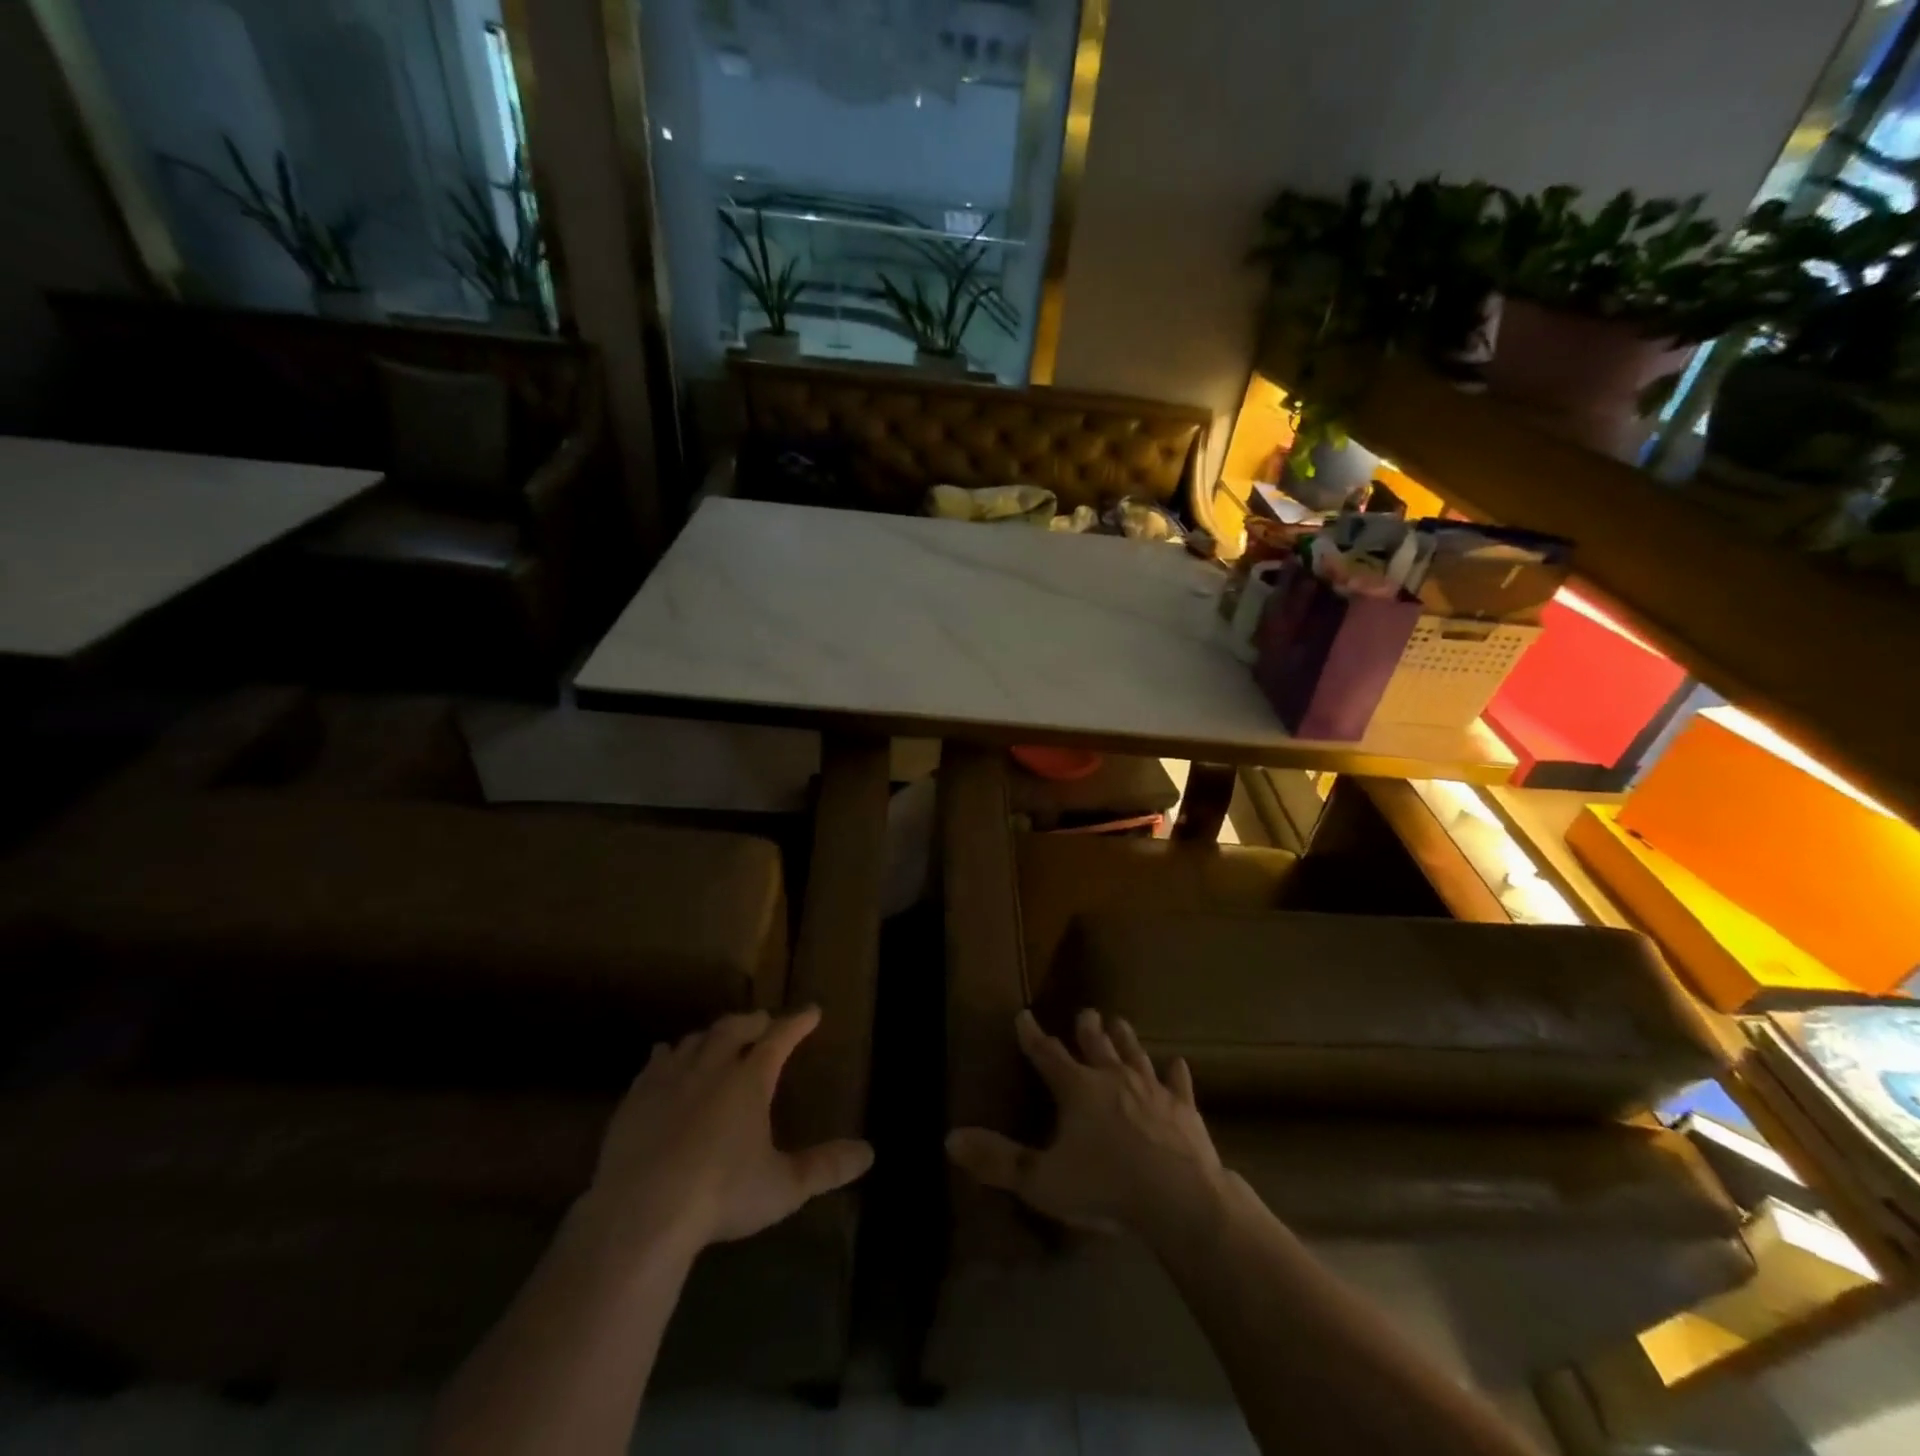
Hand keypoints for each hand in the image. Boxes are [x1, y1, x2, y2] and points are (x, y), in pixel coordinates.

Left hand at [583, 1007, 873, 1251]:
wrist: (641, 1213)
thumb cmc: (721, 1195)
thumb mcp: (783, 1187)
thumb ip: (825, 1167)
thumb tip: (869, 1153)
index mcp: (750, 1080)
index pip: (780, 1038)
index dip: (798, 1023)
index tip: (811, 1011)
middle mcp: (712, 1067)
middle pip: (734, 1029)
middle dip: (753, 1021)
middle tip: (763, 1021)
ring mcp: (670, 1080)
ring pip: (695, 1041)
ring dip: (712, 1034)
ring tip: (719, 1037)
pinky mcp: (636, 1099)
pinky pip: (655, 1062)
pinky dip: (667, 1054)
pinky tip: (665, 1055)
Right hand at [946, 1008, 1226, 1237]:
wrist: (1179, 1199)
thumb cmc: (1105, 1187)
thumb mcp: (1041, 1180)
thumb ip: (997, 1159)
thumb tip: (950, 1138)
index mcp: (1077, 1089)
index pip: (1047, 1055)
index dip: (1033, 1036)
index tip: (1023, 1014)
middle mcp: (1113, 1079)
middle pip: (1096, 1046)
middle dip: (1088, 1030)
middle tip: (1087, 1012)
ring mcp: (1152, 1091)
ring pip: (1135, 1056)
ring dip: (1126, 1040)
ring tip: (1120, 1022)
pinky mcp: (1184, 1110)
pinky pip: (1179, 1085)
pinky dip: (1176, 1074)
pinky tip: (1178, 1063)